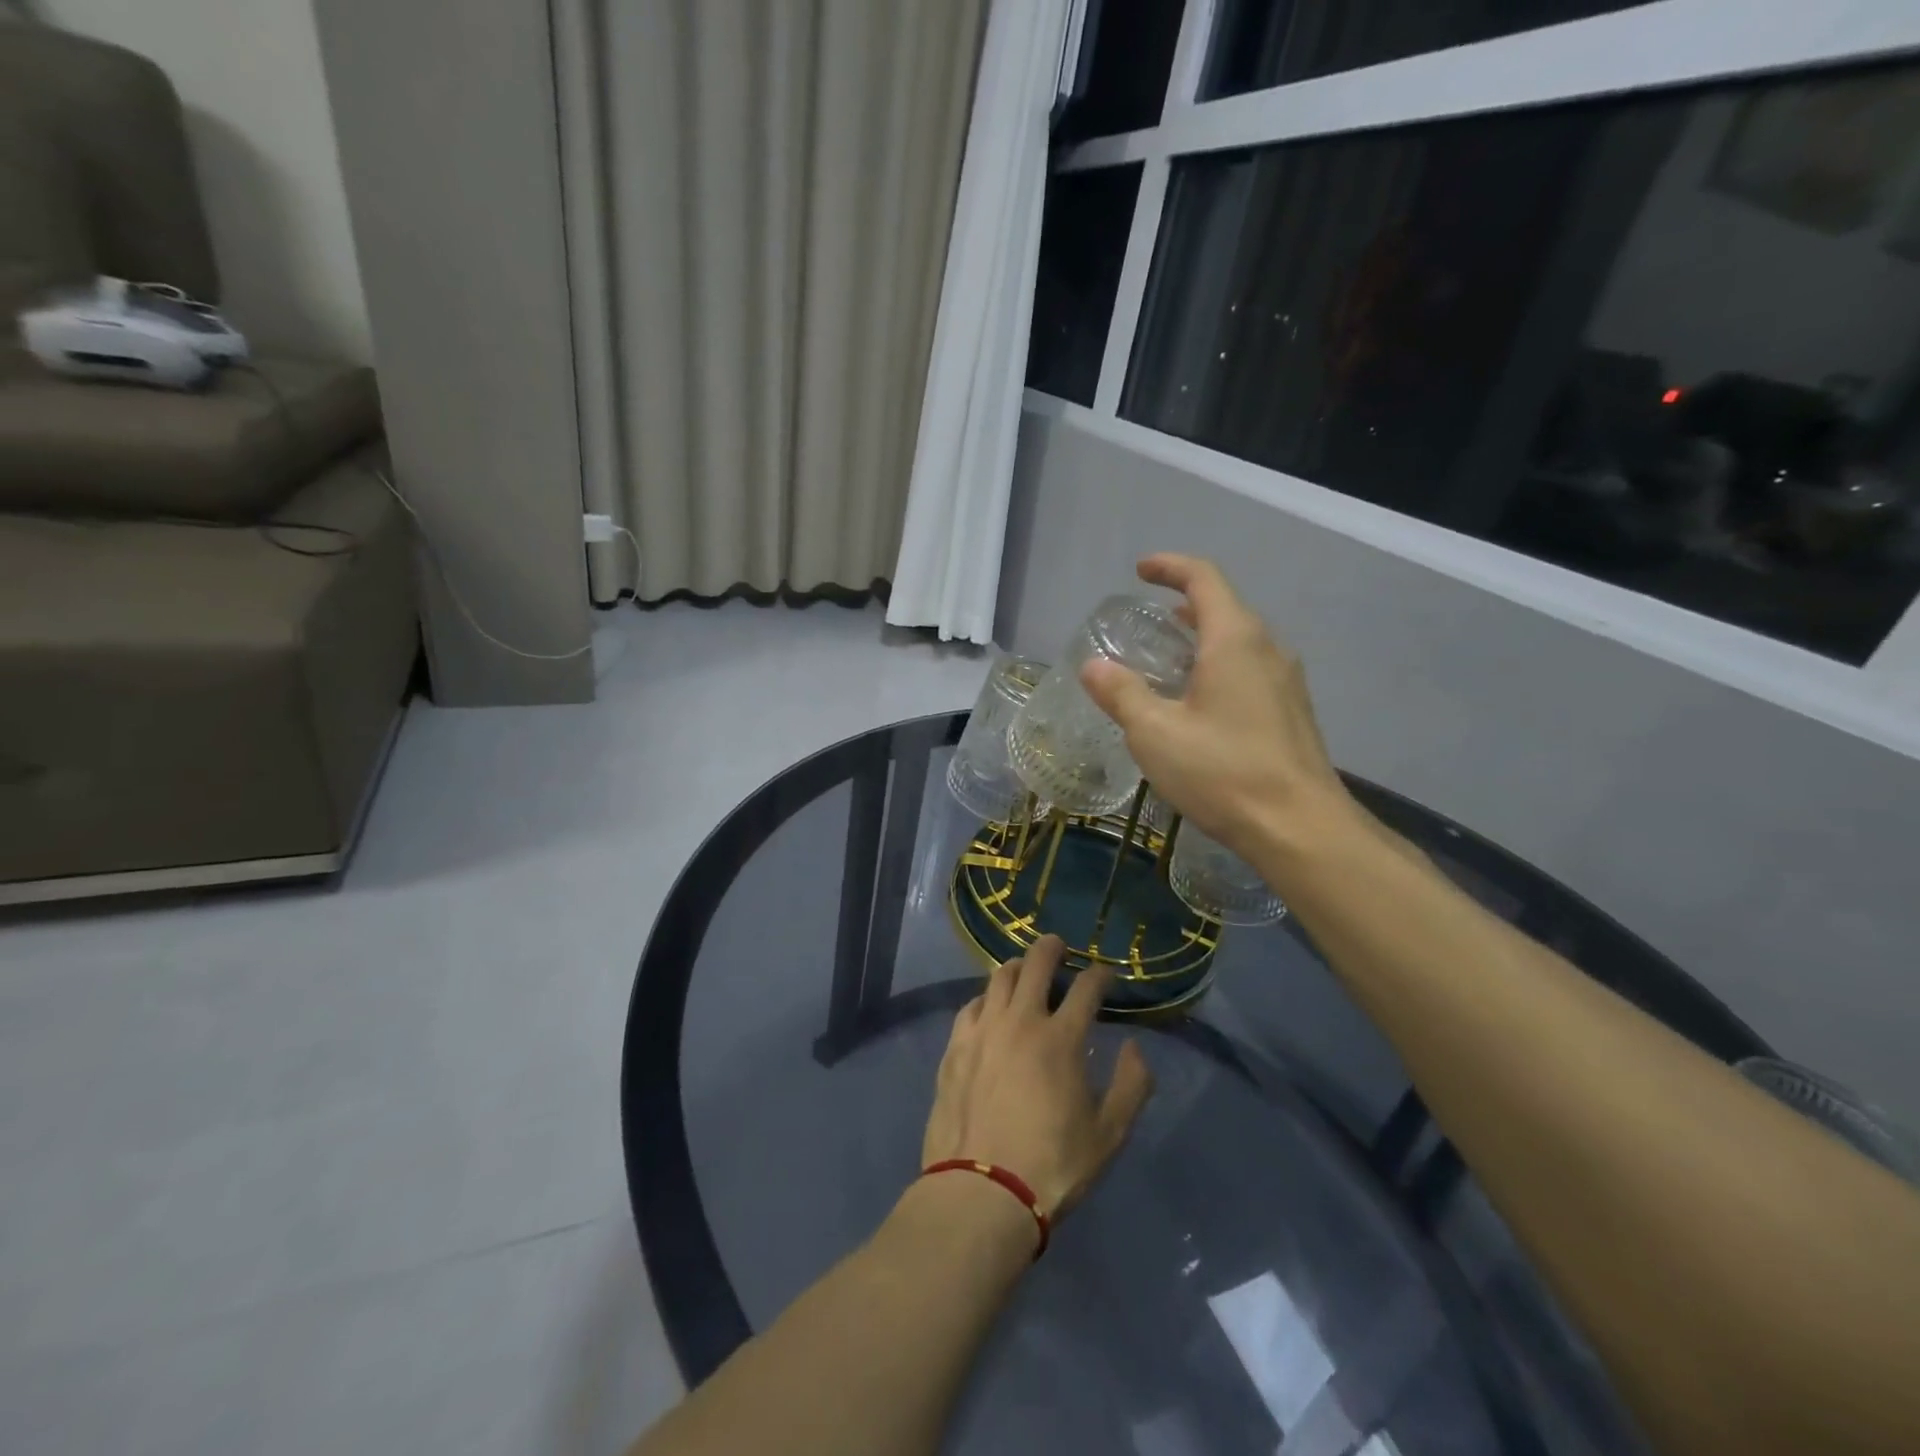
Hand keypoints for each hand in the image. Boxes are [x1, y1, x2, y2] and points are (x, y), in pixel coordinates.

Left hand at [922, 936, 1153, 1219]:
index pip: (1086, 989)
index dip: (1099, 975)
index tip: (1104, 974)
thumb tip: (1133, 1047)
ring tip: (1024, 971)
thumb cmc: (1053, 1165)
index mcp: (1061, 1039)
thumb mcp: (1109, 1135)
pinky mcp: (955, 1046)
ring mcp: (983, 1030)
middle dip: (1052, 948)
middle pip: (1036, 964)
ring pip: (999, 978)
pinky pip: (971, 1005)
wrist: (982, 1192)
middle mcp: (1020, 1021)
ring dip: (1017, 967)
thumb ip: (1131, 1086)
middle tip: (1058, 946)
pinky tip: (989, 1008)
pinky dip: (986, 998)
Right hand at [1080, 554, 1353, 861]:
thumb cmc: (1223, 772)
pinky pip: (1250, 669)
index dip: (1170, 567)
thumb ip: (1122, 694)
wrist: (1300, 828)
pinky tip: (1198, 701)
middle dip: (1185, 603)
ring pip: (1240, 640)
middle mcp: (1267, 649)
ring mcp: (1286, 681)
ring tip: (1168, 657)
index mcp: (1235, 640)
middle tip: (1148, 620)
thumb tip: (1093, 666)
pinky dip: (1219, 665)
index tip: (1140, 571)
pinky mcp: (1291, 711)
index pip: (1204, 579)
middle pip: (1226, 607)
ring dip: (1203, 637)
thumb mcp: (1155, 733)